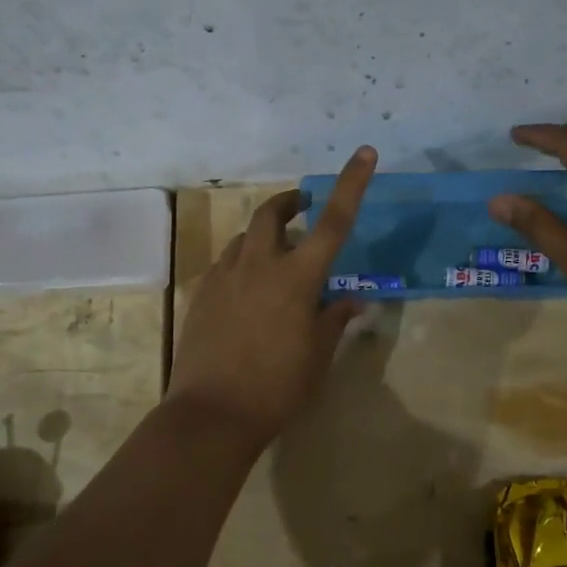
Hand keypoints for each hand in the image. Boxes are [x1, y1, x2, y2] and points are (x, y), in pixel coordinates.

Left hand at [165, 146, 376, 449]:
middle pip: (272, 214)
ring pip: (244, 238)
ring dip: (264, 237)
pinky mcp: (201, 293)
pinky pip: (225, 264)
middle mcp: (259, 265)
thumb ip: (334, 319)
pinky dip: (242, 265)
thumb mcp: (318, 357)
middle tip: (301, 207)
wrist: (211, 414)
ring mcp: (224, 276)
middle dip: (289, 202)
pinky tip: (247, 294)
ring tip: (275, 260)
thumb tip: (352, 299)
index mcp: (297, 278)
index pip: (333, 221)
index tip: (365, 152)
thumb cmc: (277, 388)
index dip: (351, 184)